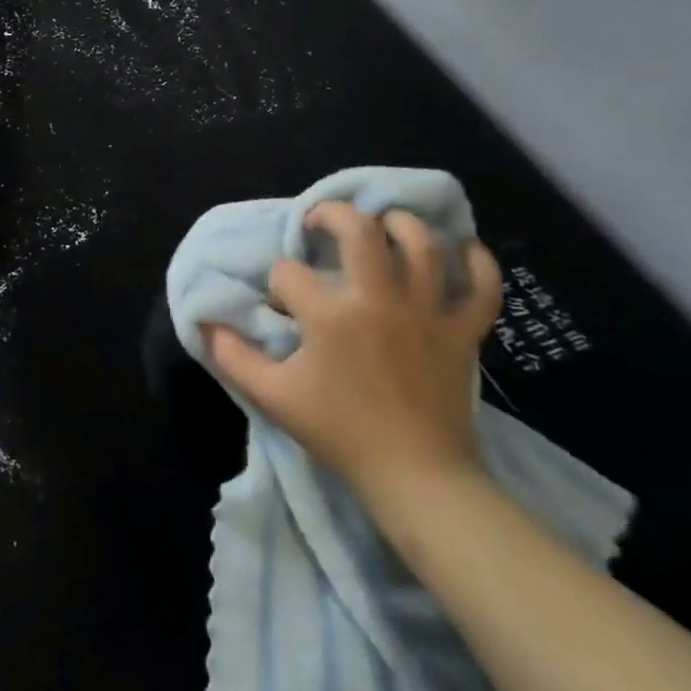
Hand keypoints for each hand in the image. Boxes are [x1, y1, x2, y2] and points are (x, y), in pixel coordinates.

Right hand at [203, 201, 503, 496]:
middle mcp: (380, 299)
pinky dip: (477, 262)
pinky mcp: (464, 331)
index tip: (282, 307)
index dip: (278, 284)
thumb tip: (206, 324)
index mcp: (331, 316)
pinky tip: (462, 250)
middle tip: (320, 224)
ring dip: (400, 225)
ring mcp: (428, 312)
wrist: (415, 475)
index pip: (290, 274)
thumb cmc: (340, 432)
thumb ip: (233, 356)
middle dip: (333, 215)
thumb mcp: (273, 396)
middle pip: (360, 229)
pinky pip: (483, 285)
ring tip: (383, 227)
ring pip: (423, 244)